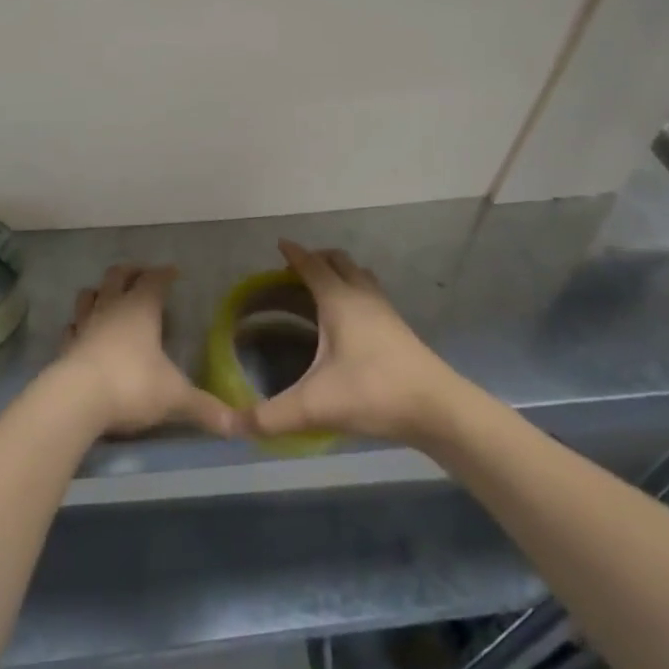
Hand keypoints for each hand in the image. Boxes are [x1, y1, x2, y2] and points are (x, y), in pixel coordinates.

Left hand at [55, 264, 239, 437]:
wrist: (77, 400)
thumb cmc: (132, 385)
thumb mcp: (175, 398)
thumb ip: (205, 408)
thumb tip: (237, 425)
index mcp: (141, 309)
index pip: (154, 280)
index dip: (164, 274)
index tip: (173, 272)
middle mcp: (112, 308)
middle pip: (117, 276)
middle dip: (130, 272)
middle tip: (141, 275)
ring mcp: (85, 325)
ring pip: (89, 295)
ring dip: (100, 292)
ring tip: (109, 297)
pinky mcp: (66, 347)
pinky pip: (72, 327)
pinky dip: (79, 325)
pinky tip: (83, 332)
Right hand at [244, 241, 458, 445]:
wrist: (439, 409)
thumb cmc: (374, 393)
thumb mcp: (314, 407)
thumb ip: (270, 417)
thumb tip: (229, 424)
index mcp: (339, 301)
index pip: (312, 265)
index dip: (294, 253)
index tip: (279, 244)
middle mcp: (363, 297)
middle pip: (339, 261)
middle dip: (317, 259)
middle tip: (295, 270)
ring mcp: (386, 312)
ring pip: (360, 277)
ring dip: (340, 274)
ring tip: (322, 289)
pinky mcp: (400, 330)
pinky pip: (373, 296)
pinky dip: (356, 293)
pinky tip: (351, 321)